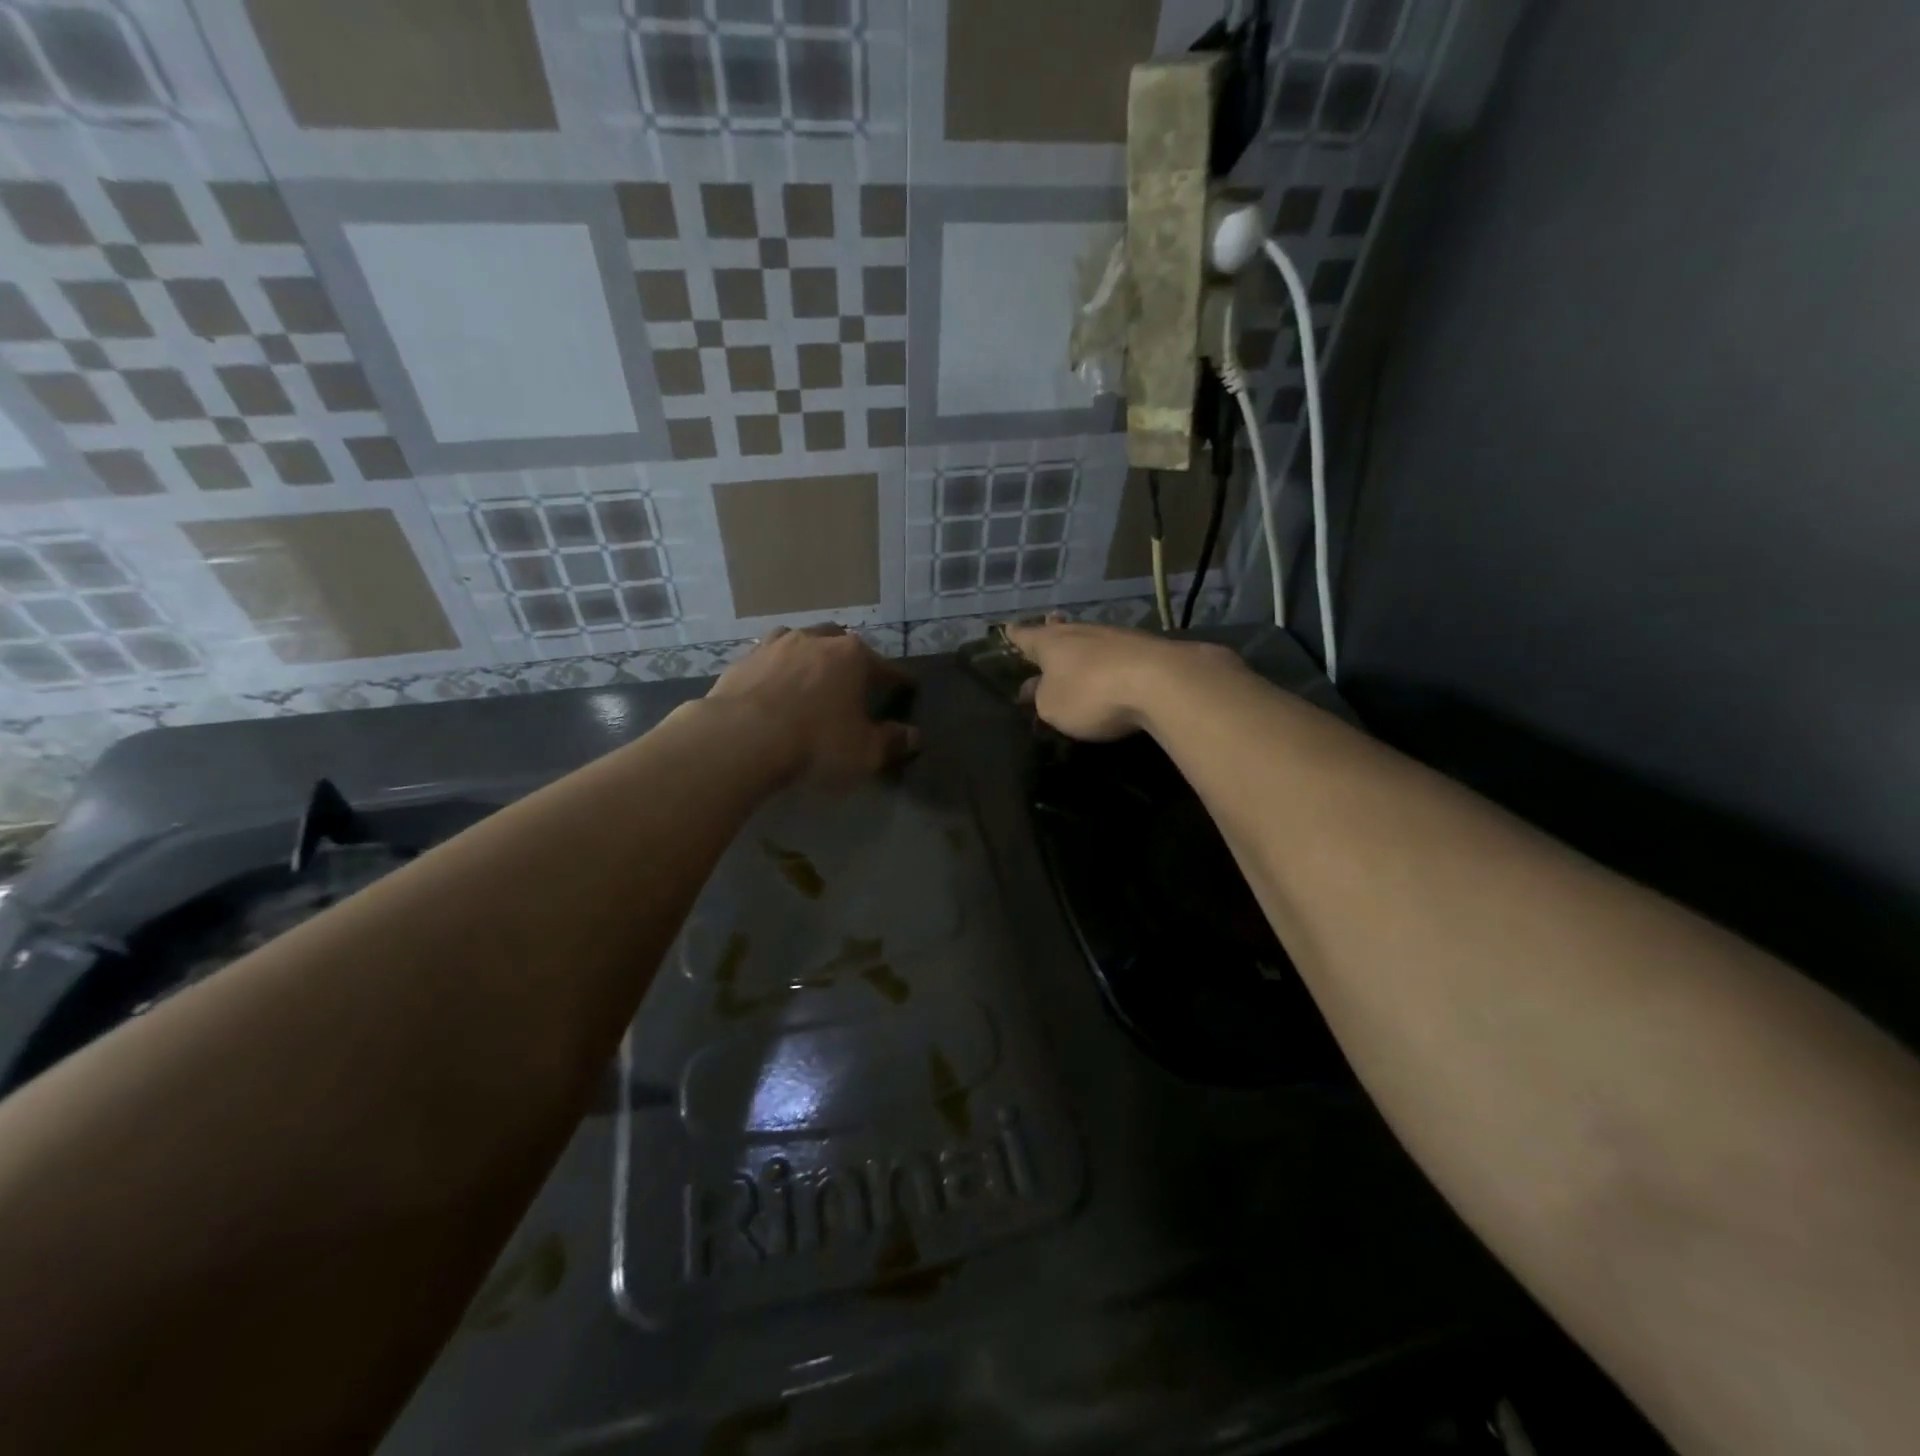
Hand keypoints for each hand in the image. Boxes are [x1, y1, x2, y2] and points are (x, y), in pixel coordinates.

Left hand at [708, 624, 917, 786]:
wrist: (740, 738)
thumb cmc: (815, 742)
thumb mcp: (865, 752)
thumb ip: (892, 742)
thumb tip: (914, 736)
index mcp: (853, 656)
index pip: (886, 667)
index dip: (899, 681)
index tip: (906, 688)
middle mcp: (816, 640)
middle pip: (842, 644)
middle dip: (851, 660)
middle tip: (854, 682)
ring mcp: (775, 645)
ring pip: (801, 643)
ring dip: (810, 657)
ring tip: (811, 677)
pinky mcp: (743, 660)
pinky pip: (768, 660)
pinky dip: (777, 671)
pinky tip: (774, 687)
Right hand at [1001, 619, 1243, 741]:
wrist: (1161, 682)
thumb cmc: (1091, 694)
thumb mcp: (1052, 706)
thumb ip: (1041, 698)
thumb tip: (1035, 690)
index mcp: (1051, 643)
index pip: (1026, 636)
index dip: (1016, 636)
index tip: (1007, 629)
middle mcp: (1081, 632)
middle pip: (1061, 630)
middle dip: (1052, 632)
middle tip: (1047, 625)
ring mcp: (1116, 637)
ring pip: (1090, 639)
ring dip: (1082, 646)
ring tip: (1077, 650)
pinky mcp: (1145, 649)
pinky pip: (1116, 652)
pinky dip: (1108, 659)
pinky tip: (1111, 665)